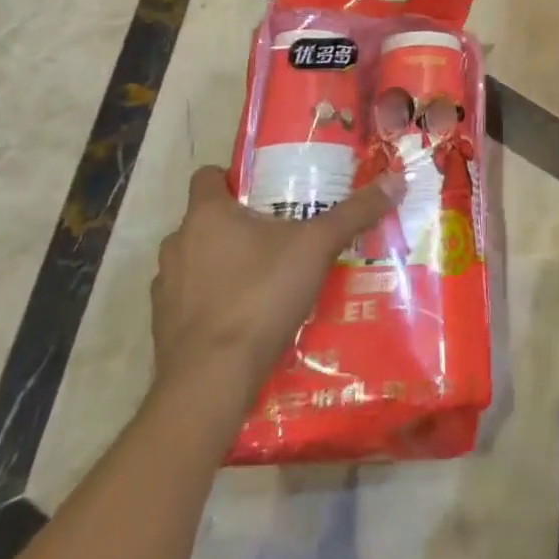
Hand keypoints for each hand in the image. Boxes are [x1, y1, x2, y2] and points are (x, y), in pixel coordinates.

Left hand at [150, 166, 402, 408]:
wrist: (210, 381)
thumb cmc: (260, 295)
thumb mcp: (317, 247)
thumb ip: (354, 213)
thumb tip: (395, 180)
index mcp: (206, 214)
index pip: (206, 176)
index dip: (231, 179)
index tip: (262, 191)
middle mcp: (177, 244)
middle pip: (204, 220)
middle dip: (235, 225)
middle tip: (277, 234)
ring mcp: (164, 289)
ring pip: (195, 262)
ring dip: (220, 265)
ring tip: (263, 277)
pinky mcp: (163, 329)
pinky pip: (189, 302)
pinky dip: (211, 304)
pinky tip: (244, 318)